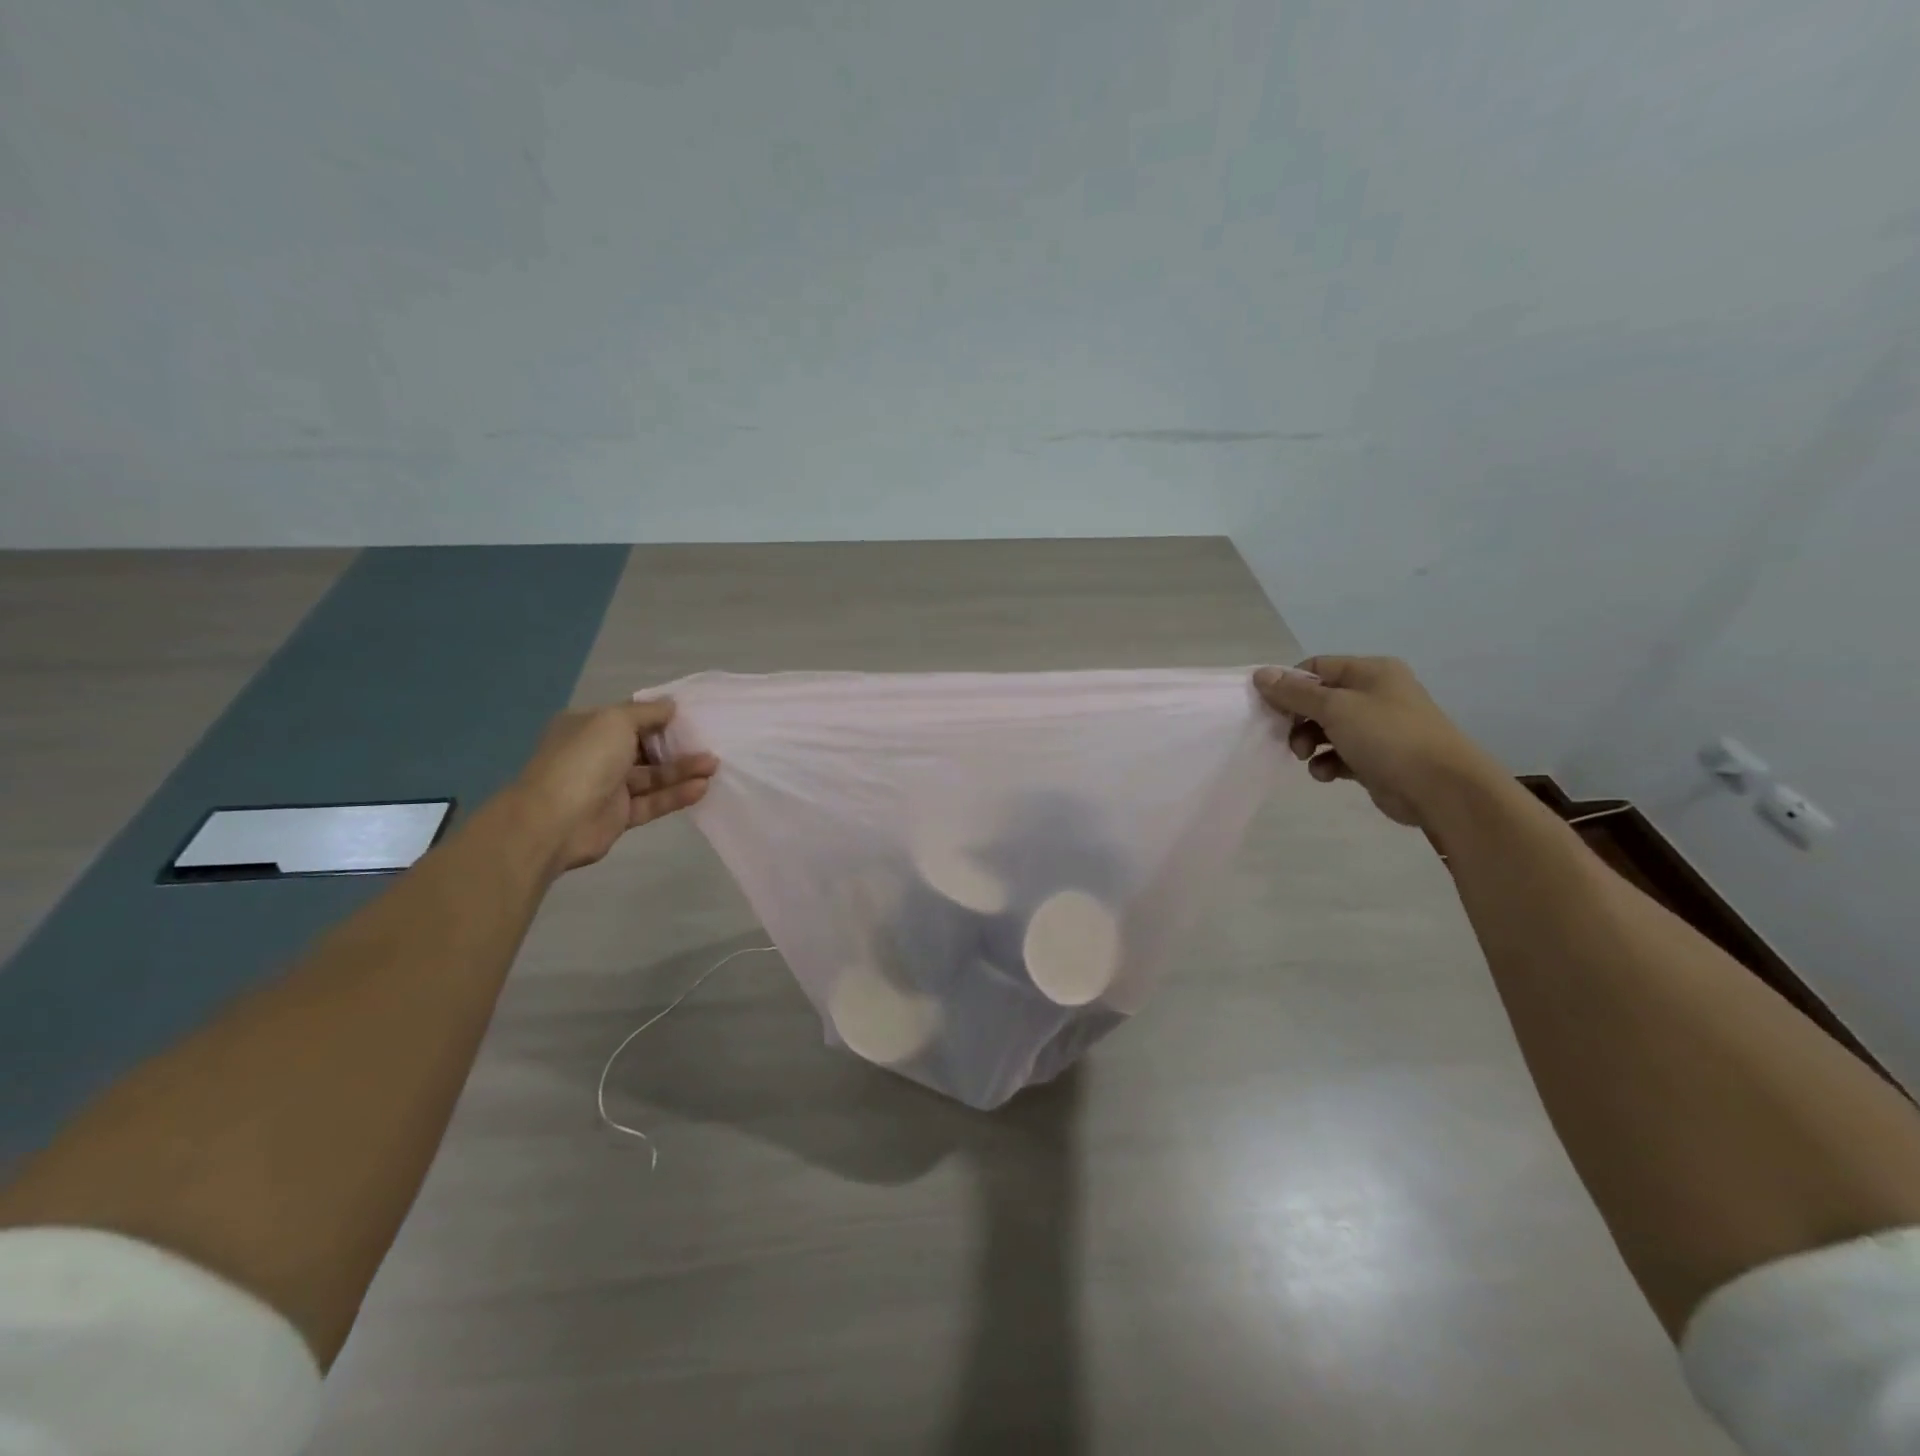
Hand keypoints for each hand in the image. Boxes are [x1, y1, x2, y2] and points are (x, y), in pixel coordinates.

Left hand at [511, 700, 717, 873]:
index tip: (692, 717)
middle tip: (709, 743)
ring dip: (682, 770)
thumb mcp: (615, 721)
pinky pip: (652, 802)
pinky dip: (675, 795)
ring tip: (713, 766)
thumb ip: (647, 712)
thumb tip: (671, 705)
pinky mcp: (619, 815)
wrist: (553, 821)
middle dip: (677, 746)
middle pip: (645, 747)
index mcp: (587, 727)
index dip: (660, 716)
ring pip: (652, 776)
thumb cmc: (584, 759)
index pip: (630, 718)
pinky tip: (701, 788)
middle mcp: (596, 754)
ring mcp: (607, 787)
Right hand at [1253, 657, 1497, 828]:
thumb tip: (1260, 674)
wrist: (1440, 788)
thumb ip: (1295, 693)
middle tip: (1285, 737)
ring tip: (1305, 757)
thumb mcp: (1335, 708)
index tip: (1269, 708)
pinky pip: (1340, 754)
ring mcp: (1377, 727)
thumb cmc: (1387, 736)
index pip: (1316, 668)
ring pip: (1326, 729)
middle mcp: (1375, 694)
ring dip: (1308, 743)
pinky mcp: (1376, 758)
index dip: (1289, 685)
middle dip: (1298, 719)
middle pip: (1319, 699)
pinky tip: (1326, 774)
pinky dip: (1327, 763)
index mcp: (1370, 672)